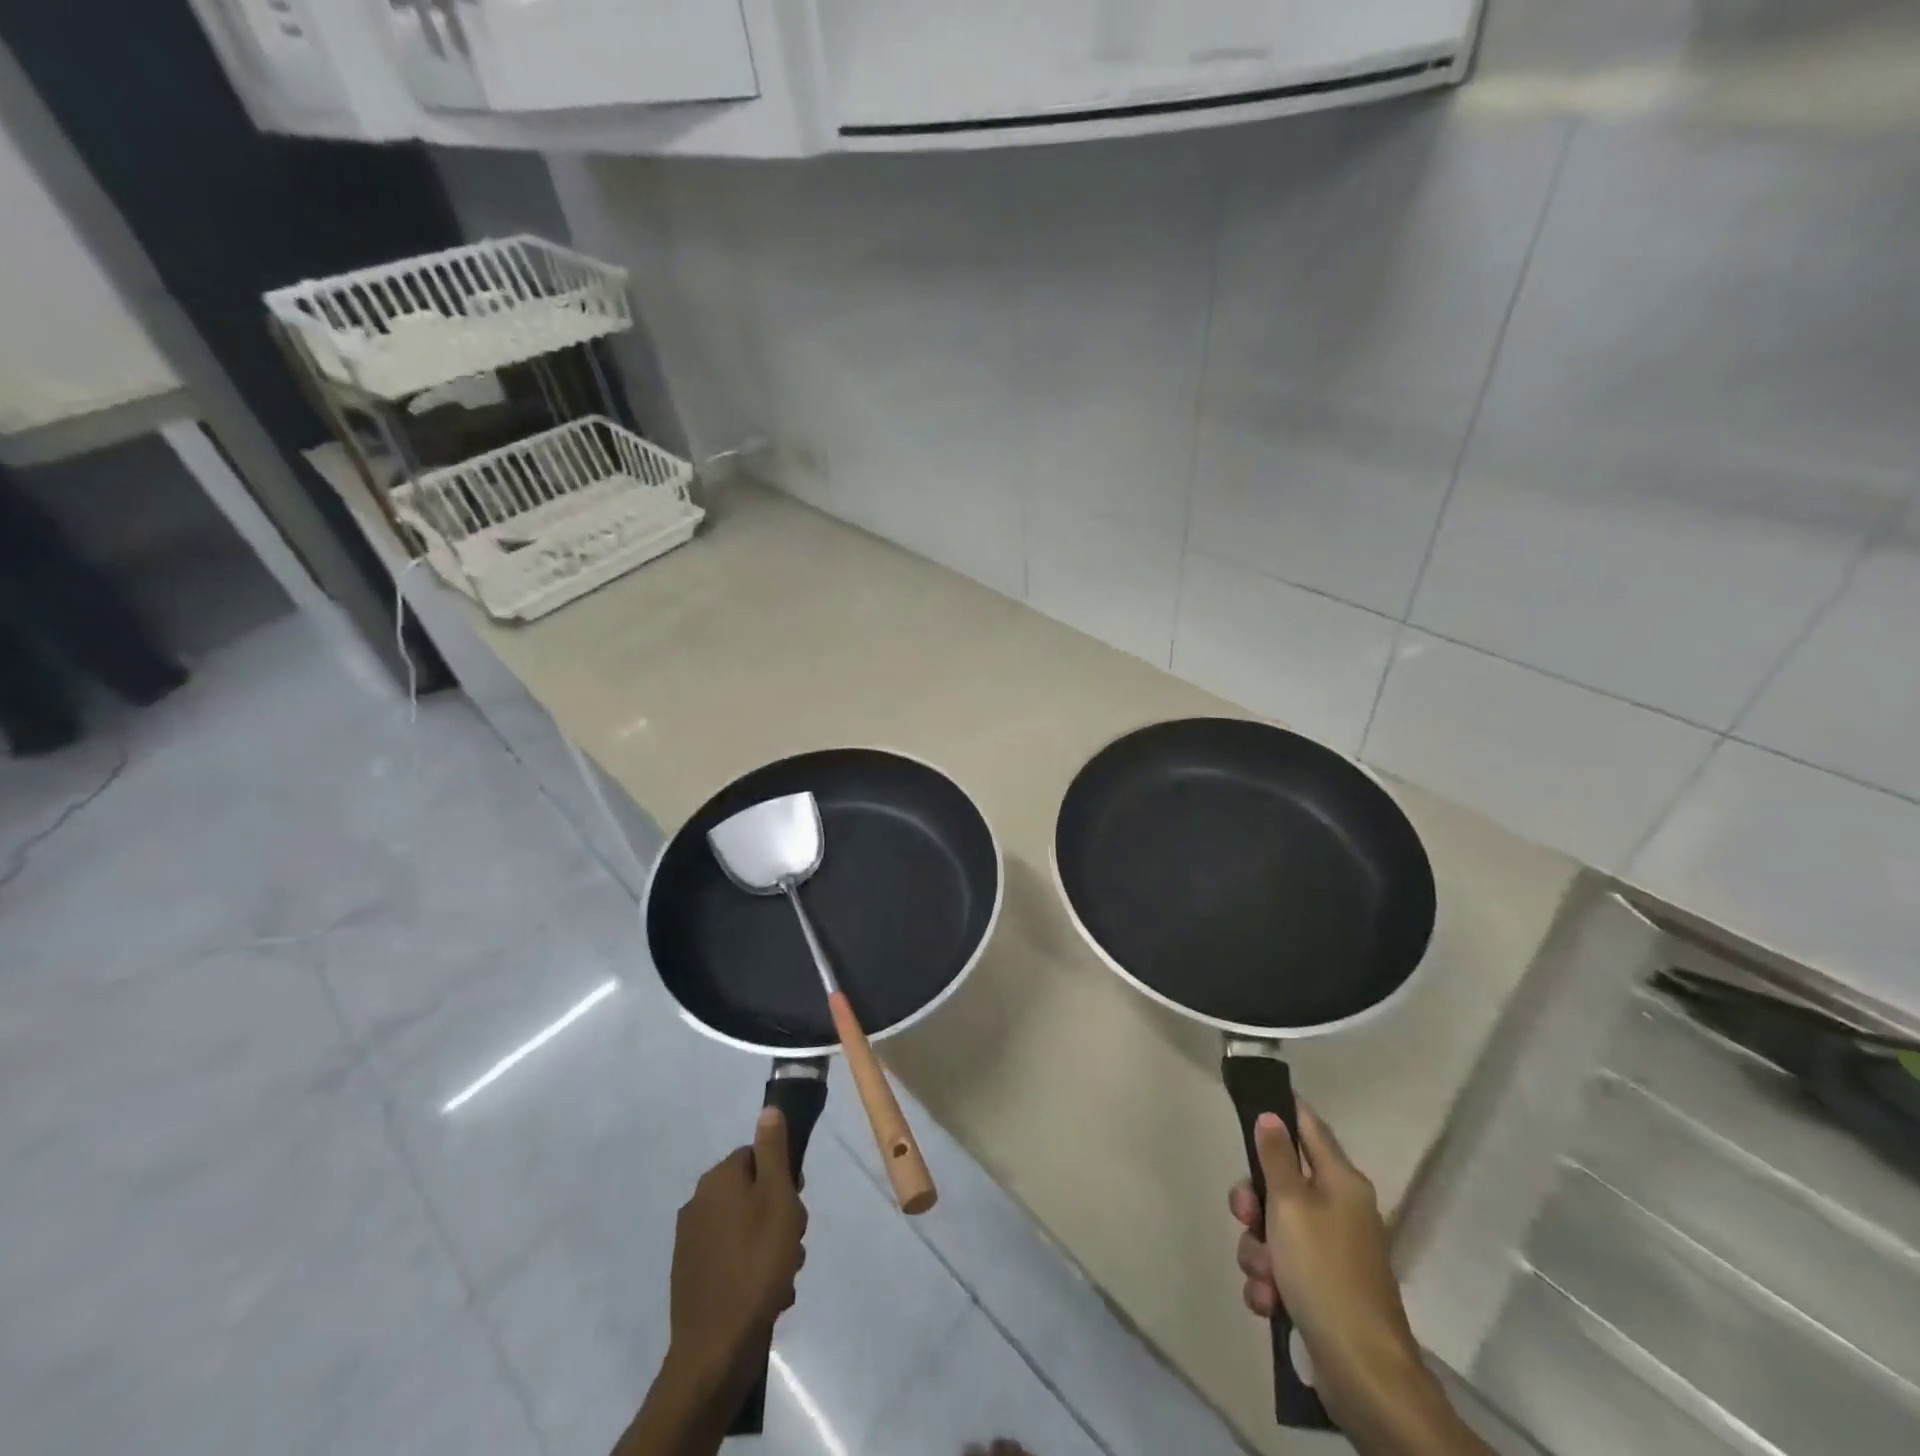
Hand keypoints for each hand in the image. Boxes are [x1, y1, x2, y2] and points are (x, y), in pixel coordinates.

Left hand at [666, 1107, 808, 1399]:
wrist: (716, 1348)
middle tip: (792, 1242)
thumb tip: (768, 1109)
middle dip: (778, 1215)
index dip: (782, 1177)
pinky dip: (752, 1271)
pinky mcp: (691, 1278)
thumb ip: (774, 1151)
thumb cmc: (756, 1263)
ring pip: (745, 1228)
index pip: (756, 1156)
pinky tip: (768, 1294)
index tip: (796, 1203)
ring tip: (783, 1275)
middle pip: (752, 1193)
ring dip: (770, 1246)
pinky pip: (733, 1259)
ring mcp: (691, 1243)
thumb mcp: (777, 1198)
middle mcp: (698, 1203)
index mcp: (717, 1179)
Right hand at [1229, 1104, 1425, 1432]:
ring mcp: (1332, 1252)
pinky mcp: (1322, 1290)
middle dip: (1254, 1202)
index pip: (1309, 1126)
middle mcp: (1339, 1210)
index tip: (1250, 1104)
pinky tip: (1268, 1302)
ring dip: (1258, 1251)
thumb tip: (1271, 1115)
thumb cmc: (1324, 1272)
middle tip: (1245, 1216)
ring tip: (1264, 1277)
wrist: (1362, 1372)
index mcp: (1341, 1182)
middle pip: (1281, 1182)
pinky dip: (1269, 1283)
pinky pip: (1282, 1269)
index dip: (1281, 1111)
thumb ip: (1275, 1158)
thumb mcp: (1290, 1205)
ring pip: (1275, 1229)